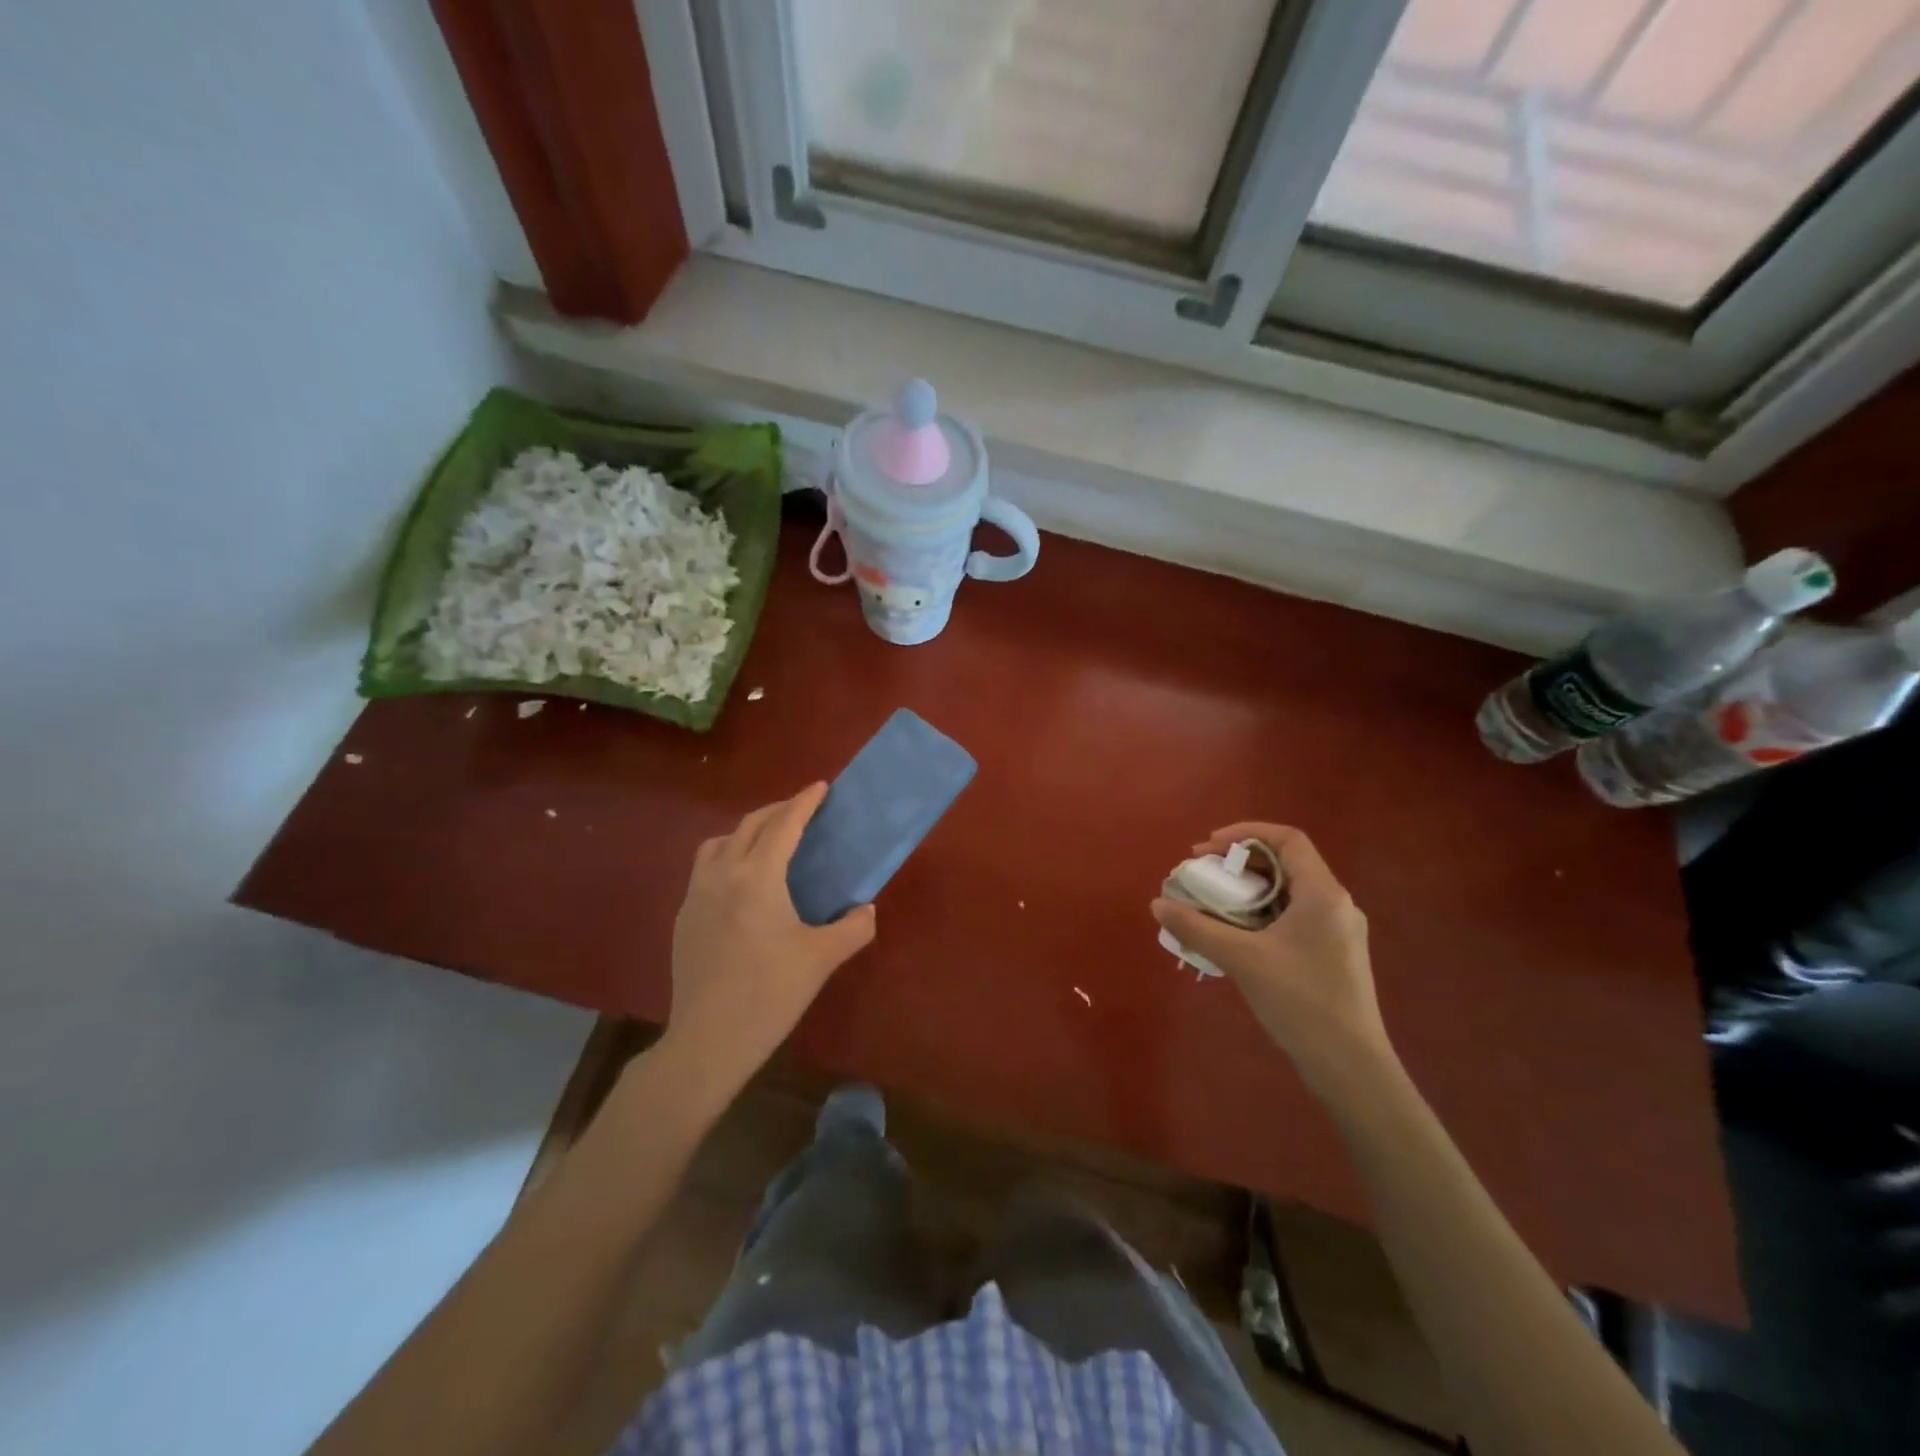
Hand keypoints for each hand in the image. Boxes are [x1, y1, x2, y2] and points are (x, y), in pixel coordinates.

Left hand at [663, 783, 876, 1092]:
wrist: (708, 1040)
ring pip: (719, 844)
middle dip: (777, 811)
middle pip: (749, 826)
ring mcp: (696, 896)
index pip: (783, 826)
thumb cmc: (769, 994)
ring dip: (746, 832)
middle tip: (802, 810)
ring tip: (768, 843)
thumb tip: (866, 909)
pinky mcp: (683, 918)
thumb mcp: (822, 959)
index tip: (821, 787)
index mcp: (757, 878)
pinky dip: (728, 858)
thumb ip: (853, 927)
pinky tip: (742, 885)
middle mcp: (722, 875)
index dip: (804, 802)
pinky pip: (705, 869)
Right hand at [1152, 823, 1394, 1101]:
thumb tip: (1158, 904)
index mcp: (1322, 893)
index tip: (1208, 847)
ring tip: (1213, 904)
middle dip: (1240, 864)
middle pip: (1286, 864)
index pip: (1287, 839)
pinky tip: (1236, 937)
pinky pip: (1293, 917)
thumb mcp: (1241, 959)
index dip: (1245, 833)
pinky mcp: (1334, 955)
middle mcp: (1336, 904)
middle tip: (1203, 875)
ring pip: (1288, 893)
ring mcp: (1338, 931)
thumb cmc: (1299, 1002)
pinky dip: (1261, 915)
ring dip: (1248, 891)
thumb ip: (1197, 927)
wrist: (1350, 1067)